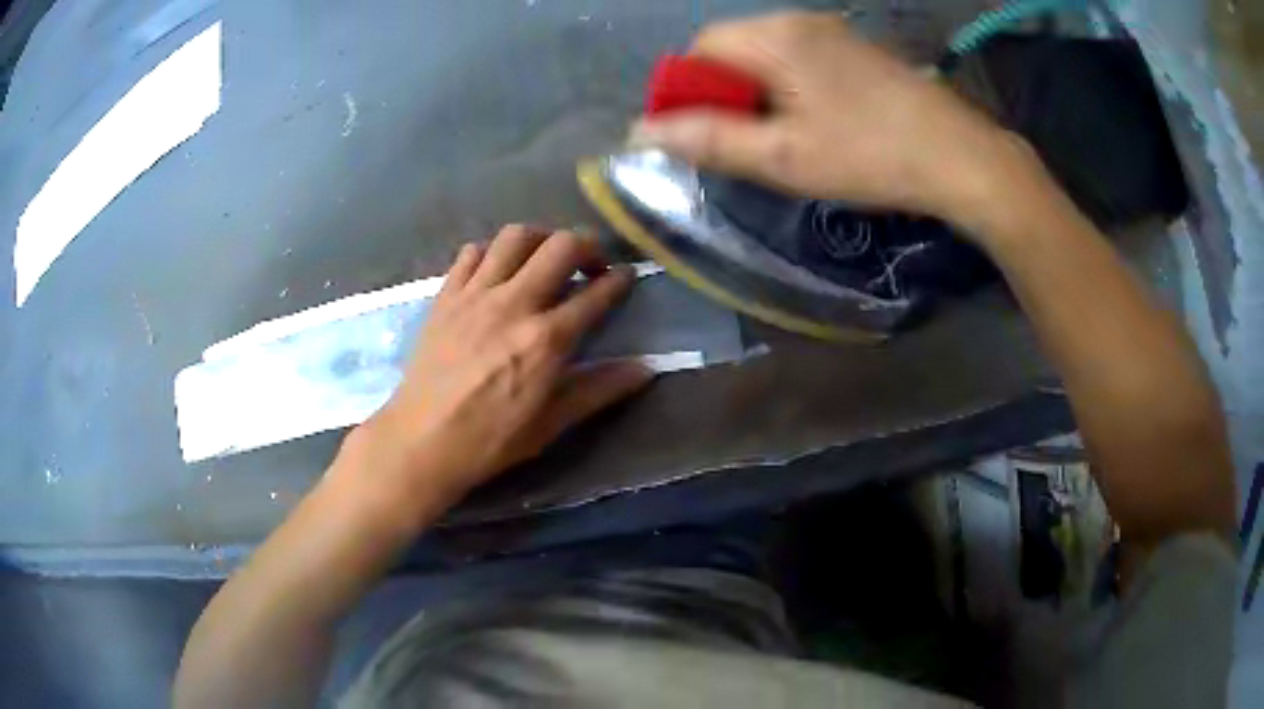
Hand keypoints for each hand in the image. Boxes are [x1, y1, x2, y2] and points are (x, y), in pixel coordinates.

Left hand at [338, 226, 654, 519]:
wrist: (421, 440)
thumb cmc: (490, 440)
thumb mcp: (551, 424)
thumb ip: (599, 390)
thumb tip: (646, 369)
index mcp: (546, 339)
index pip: (595, 294)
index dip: (618, 280)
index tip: (626, 276)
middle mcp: (514, 304)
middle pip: (560, 246)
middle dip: (586, 246)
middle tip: (590, 264)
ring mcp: (475, 295)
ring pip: (515, 236)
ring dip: (540, 238)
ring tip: (544, 257)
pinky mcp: (446, 296)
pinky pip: (471, 253)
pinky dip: (490, 252)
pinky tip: (496, 271)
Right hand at [630, 12, 1025, 233]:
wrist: (961, 158)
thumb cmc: (870, 156)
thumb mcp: (782, 158)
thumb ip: (709, 140)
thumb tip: (641, 133)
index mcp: (775, 36)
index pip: (702, 49)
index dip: (689, 90)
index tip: (703, 134)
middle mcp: (800, 21)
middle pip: (734, 48)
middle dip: (726, 93)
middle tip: (746, 143)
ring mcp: (835, 33)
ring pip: (768, 55)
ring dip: (758, 93)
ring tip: (781, 139)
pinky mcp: (859, 51)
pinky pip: (802, 60)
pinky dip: (789, 88)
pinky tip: (814, 123)